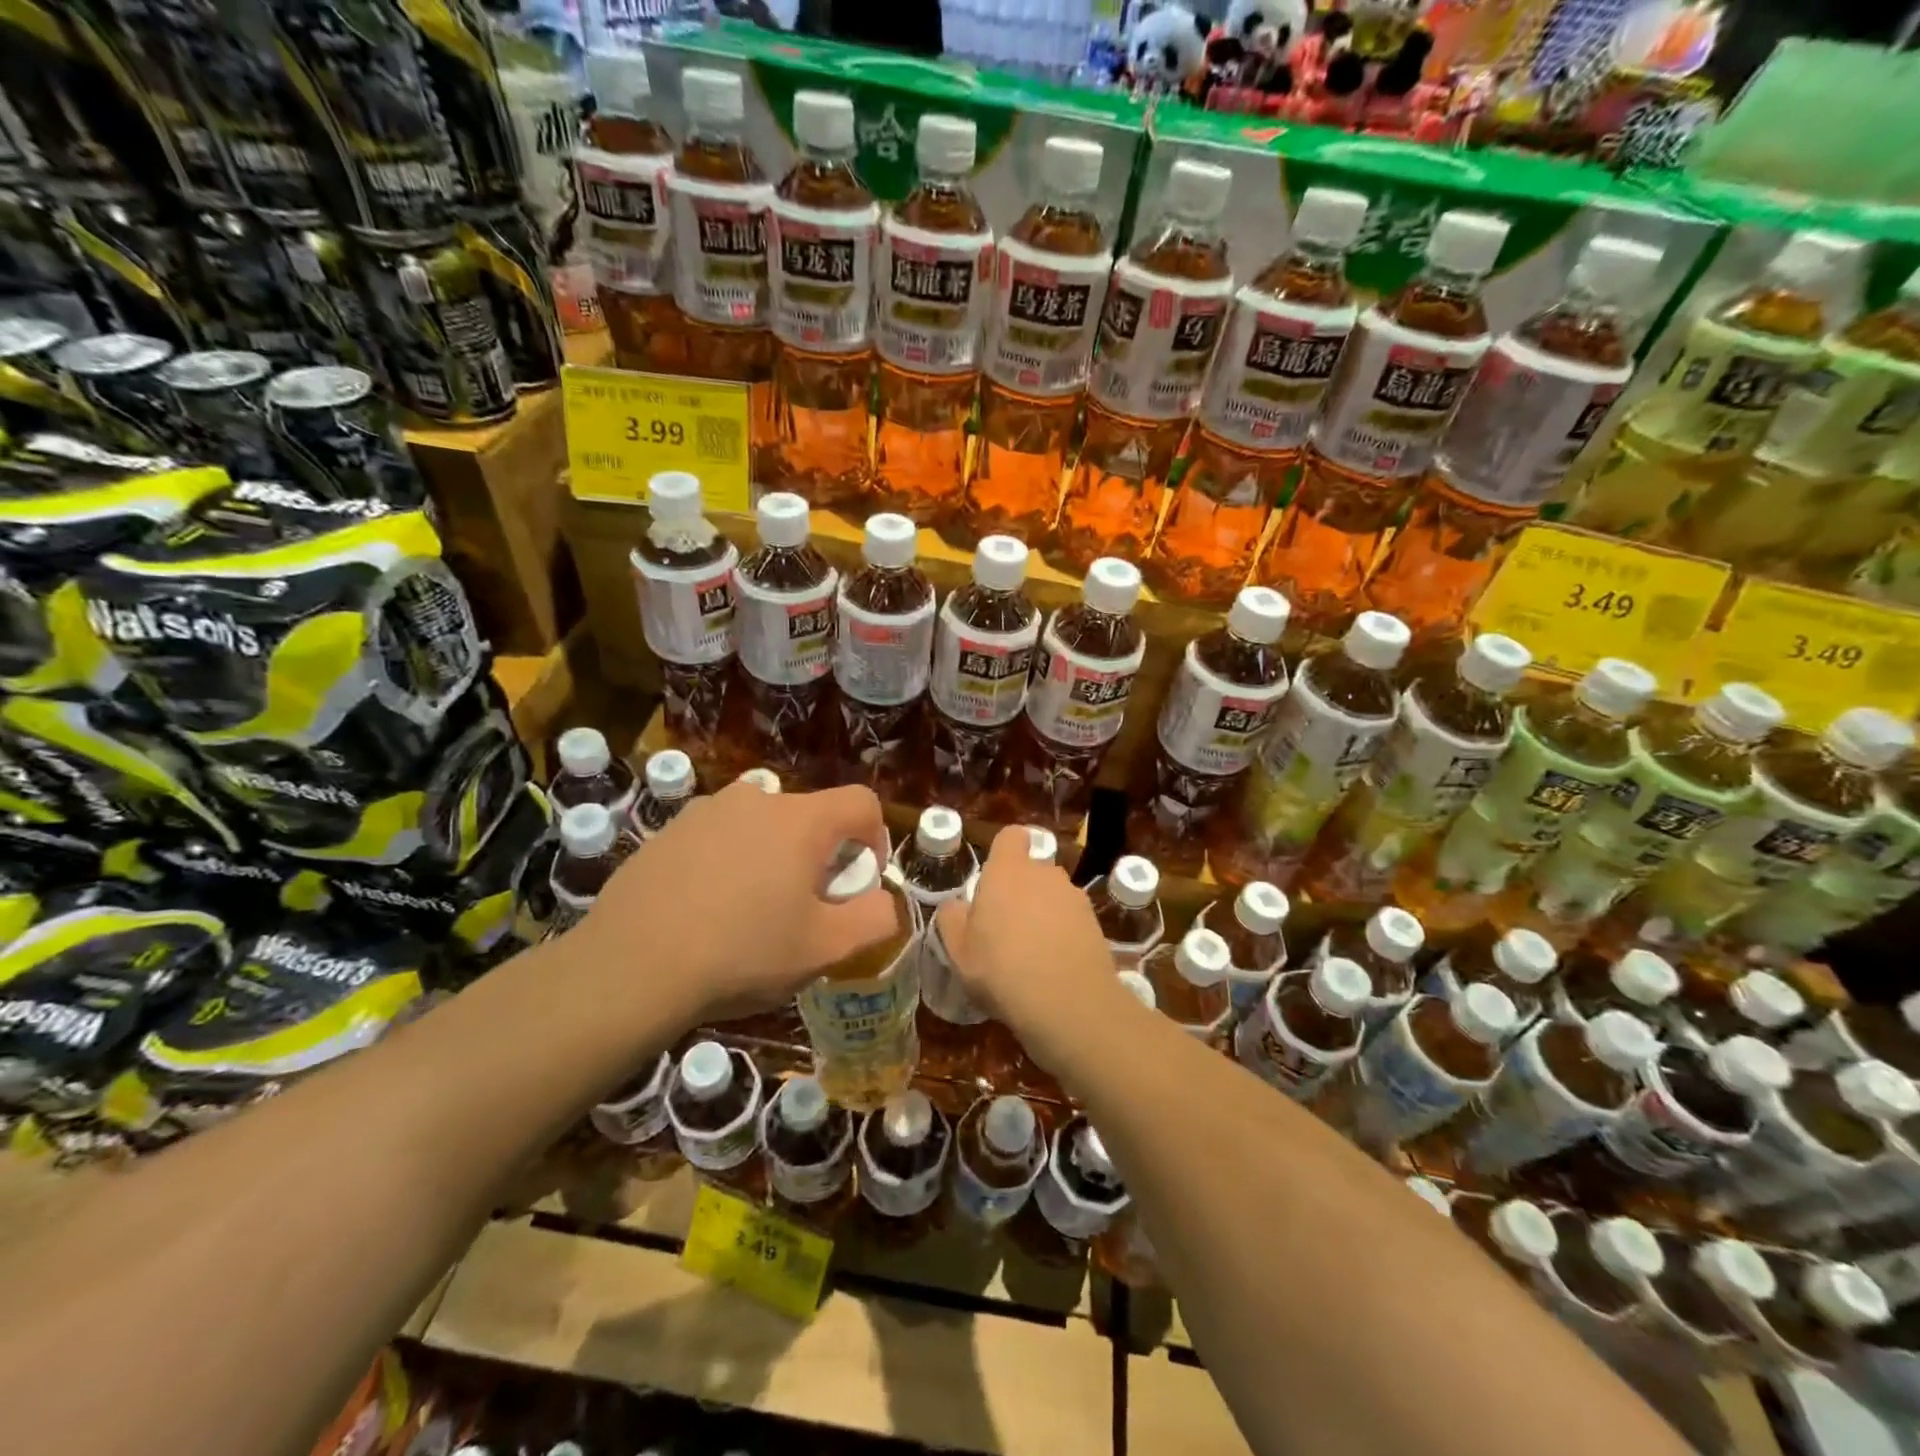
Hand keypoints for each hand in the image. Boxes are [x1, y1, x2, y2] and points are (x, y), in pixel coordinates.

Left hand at [576, 780, 895, 1024]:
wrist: (631, 967)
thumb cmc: (742, 953)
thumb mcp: (825, 949)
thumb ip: (875, 918)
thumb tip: (884, 900)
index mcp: (801, 820)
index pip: (862, 803)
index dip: (876, 838)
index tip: (858, 881)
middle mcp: (756, 799)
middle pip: (810, 817)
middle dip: (819, 855)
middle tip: (803, 907)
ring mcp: (706, 810)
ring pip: (761, 826)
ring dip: (772, 857)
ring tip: (751, 911)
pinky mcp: (668, 831)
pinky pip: (718, 837)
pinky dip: (728, 862)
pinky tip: (706, 910)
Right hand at [933, 826, 1126, 1077]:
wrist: (1068, 1004)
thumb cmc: (1001, 970)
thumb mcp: (958, 950)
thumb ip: (953, 919)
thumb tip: (957, 905)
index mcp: (1008, 871)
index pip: (1011, 836)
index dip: (1004, 852)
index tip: (994, 880)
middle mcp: (1044, 874)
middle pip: (1033, 869)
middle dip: (1022, 889)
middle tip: (1006, 927)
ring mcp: (1075, 898)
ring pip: (1054, 895)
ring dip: (1044, 913)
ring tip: (1032, 952)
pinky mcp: (1096, 924)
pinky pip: (1073, 920)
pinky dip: (1064, 935)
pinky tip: (1055, 967)